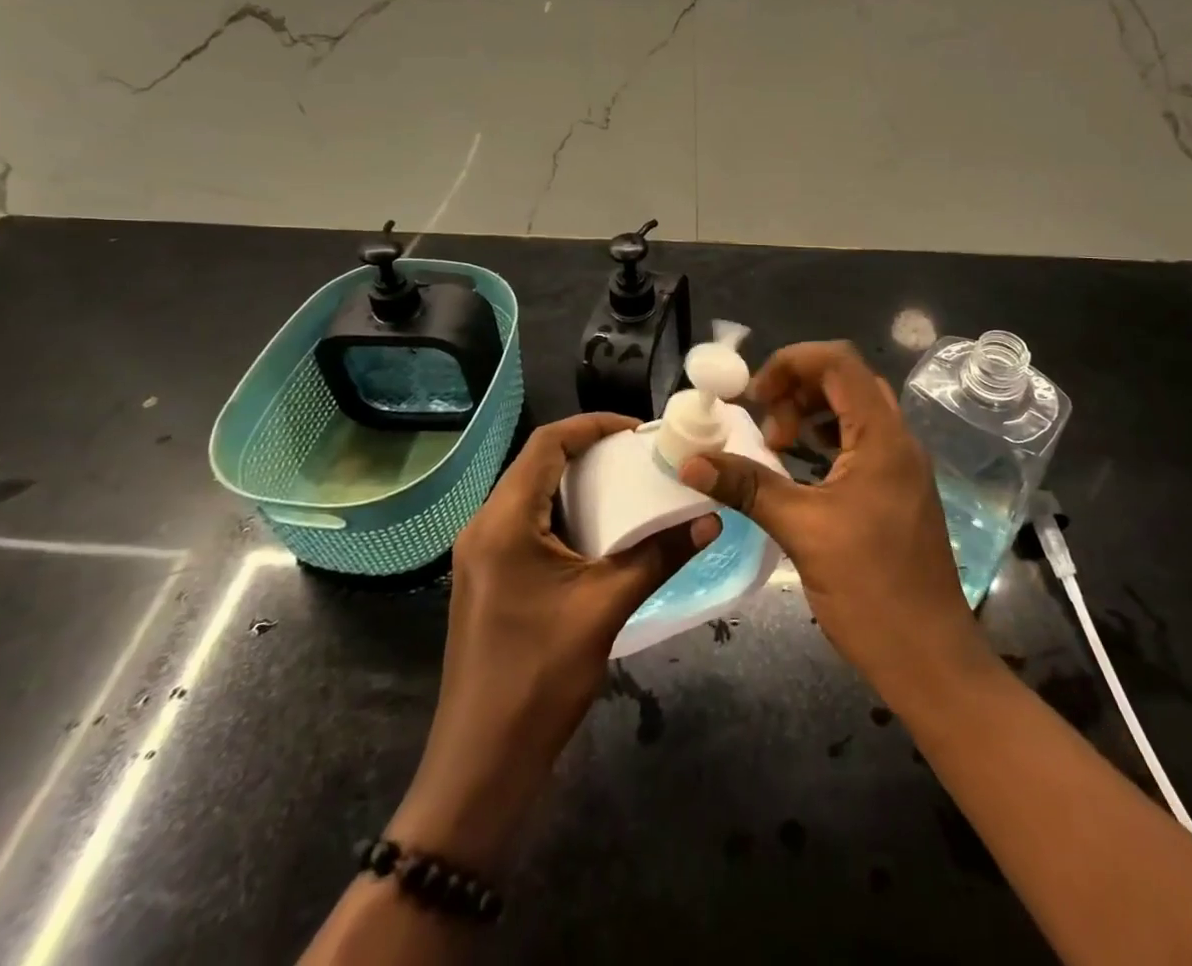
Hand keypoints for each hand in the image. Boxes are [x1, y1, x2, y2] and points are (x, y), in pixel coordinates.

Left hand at [389, 413, 719, 871]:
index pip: (547, 443)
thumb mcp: (606, 608)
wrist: (481, 765)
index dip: (594, 425)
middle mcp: (485, 525)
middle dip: (591, 452)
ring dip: (578, 484)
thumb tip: (711, 518)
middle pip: (538, 464)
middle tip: (641, 458)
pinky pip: (527, 523)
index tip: (640, 432)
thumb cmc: (539, 678)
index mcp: (505, 520)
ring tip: (629, 487)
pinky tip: (601, 533)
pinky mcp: (488, 577)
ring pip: (532, 493)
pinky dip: (565, 513)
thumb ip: (660, 556)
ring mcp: (481, 554)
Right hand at [678, 342, 986, 710]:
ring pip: (855, 411)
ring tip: (777, 446)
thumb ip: (747, 487)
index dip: (791, 362)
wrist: (931, 660)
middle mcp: (899, 440)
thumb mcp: (802, 531)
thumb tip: (691, 461)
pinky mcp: (898, 493)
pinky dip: (826, 442)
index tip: (754, 395)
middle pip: (847, 381)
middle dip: (798, 389)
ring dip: (812, 415)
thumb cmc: (870, 590)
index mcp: (883, 436)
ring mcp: (903, 467)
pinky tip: (801, 471)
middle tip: (765, 425)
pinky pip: (861, 443)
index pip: (839, 361)